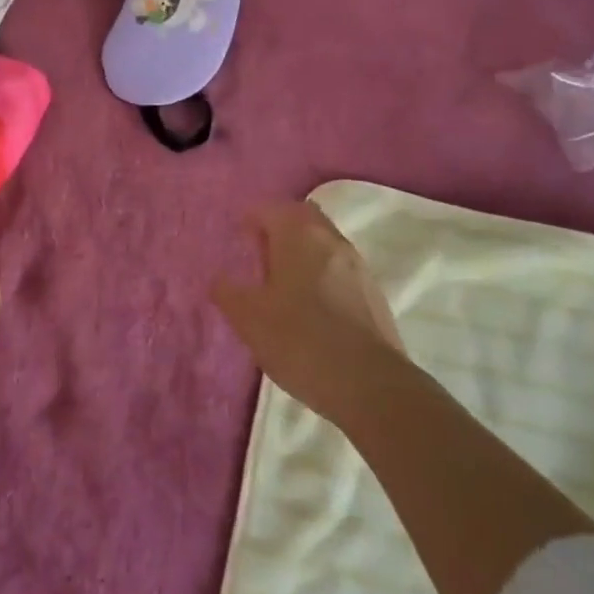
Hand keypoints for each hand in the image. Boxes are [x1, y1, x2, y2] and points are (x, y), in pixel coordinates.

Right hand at [212, 201, 405, 423]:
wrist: (370, 385)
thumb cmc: (300, 340)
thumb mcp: (249, 319)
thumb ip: (229, 293)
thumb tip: (219, 279)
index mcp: (298, 235)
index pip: (271, 209)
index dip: (252, 219)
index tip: (240, 238)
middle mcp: (331, 239)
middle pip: (303, 217)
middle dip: (281, 228)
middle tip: (261, 253)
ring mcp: (358, 265)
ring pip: (325, 242)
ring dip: (304, 252)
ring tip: (285, 283)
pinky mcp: (374, 293)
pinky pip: (341, 269)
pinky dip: (323, 274)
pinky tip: (313, 307)